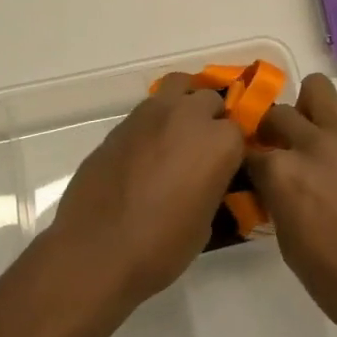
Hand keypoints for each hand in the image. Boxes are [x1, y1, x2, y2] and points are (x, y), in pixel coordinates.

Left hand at [48, 73, 246, 308]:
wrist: (97, 250)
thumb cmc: (161, 247)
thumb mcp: (205, 223)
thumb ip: (213, 186)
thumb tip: (207, 179)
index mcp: (218, 142)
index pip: (239, 131)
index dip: (232, 150)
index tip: (226, 168)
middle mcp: (188, 115)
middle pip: (209, 99)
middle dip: (210, 119)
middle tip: (202, 150)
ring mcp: (151, 113)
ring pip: (177, 87)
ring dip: (182, 105)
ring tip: (176, 135)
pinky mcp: (122, 122)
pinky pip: (147, 110)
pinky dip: (154, 122)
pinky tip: (146, 151)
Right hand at [246, 74, 336, 336]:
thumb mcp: (288, 244)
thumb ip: (275, 200)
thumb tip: (271, 185)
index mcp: (283, 174)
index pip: (248, 150)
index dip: (246, 159)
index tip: (248, 168)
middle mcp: (312, 144)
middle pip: (278, 112)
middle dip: (271, 129)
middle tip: (277, 150)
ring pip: (317, 90)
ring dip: (307, 111)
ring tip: (312, 139)